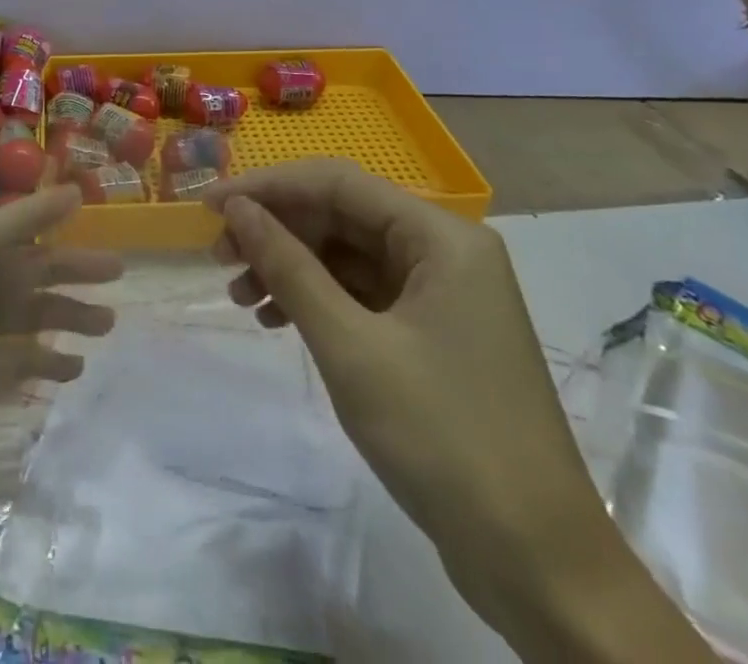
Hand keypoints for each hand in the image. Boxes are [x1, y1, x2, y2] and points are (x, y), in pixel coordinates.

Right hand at [205, 160, 714, 662]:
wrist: (539, 566)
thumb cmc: (443, 439)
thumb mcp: (350, 347)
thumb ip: (289, 267)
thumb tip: (237, 208)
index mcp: (441, 237)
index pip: (337, 182)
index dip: (267, 186)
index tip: (208, 205)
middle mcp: (445, 250)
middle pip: (342, 215)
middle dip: (276, 230)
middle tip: (218, 256)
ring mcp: (441, 293)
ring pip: (347, 254)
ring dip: (290, 267)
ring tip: (238, 296)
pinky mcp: (433, 332)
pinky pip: (361, 293)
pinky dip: (316, 300)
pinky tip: (275, 319)